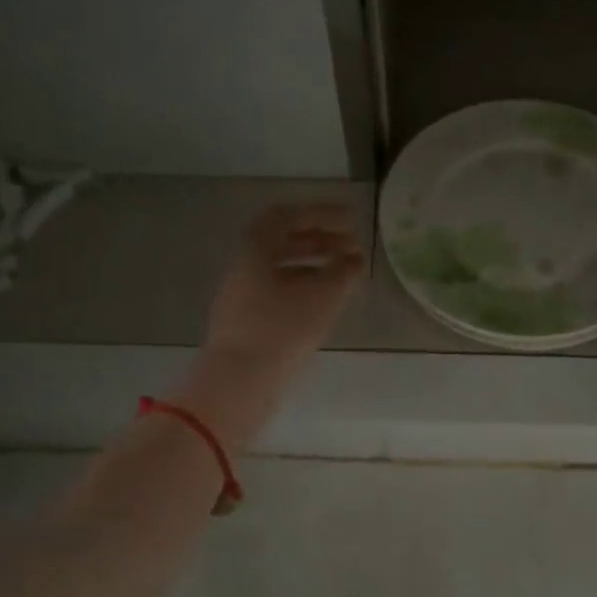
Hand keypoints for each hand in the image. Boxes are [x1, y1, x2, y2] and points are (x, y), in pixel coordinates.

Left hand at [203, 203, 365, 375]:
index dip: (321, 214)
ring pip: (281, 271)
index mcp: (255, 250)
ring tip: (344, 276)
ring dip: (314, 266)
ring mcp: (242, 298)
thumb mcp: (322, 296)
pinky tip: (325, 306)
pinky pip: (278, 294)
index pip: (287, 217)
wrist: (240, 382)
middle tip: (352, 248)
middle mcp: (244, 268)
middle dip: (321, 241)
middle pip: (283, 244)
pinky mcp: (247, 324)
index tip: (350, 219)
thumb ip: (343, 271)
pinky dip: (304, 290)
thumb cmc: (282, 328)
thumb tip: (355, 259)